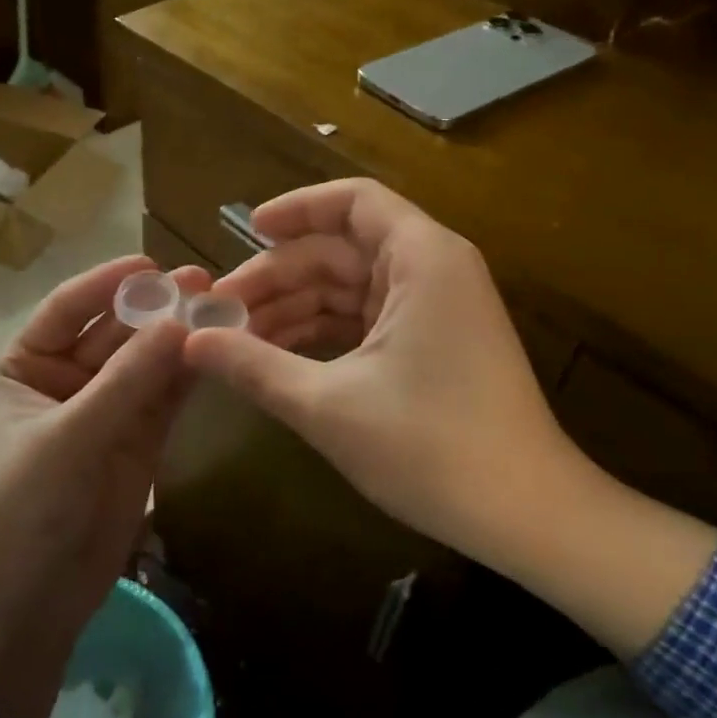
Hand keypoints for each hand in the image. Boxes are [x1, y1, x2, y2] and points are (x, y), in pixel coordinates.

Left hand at [0, 255, 207, 717]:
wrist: (23, 612)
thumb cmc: (21, 514)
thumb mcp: (68, 440)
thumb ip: (126, 382)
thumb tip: (182, 320)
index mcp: (25, 366)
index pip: (69, 308)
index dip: (110, 283)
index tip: (155, 263)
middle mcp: (65, 380)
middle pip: (116, 332)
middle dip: (156, 309)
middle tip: (205, 283)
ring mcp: (106, 412)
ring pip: (147, 363)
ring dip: (179, 338)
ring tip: (223, 308)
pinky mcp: (139, 444)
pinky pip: (165, 398)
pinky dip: (189, 376)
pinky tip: (219, 351)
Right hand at [185, 180, 716, 657]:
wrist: (527, 516)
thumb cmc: (430, 448)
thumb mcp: (328, 405)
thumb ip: (254, 366)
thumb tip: (189, 342)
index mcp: (421, 258)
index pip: (352, 201)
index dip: (295, 210)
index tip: (244, 233)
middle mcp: (433, 269)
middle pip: (341, 249)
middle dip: (278, 277)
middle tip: (218, 314)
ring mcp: (436, 307)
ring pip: (350, 288)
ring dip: (294, 309)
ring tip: (236, 342)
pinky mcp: (434, 342)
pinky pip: (366, 318)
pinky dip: (323, 333)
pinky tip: (278, 358)